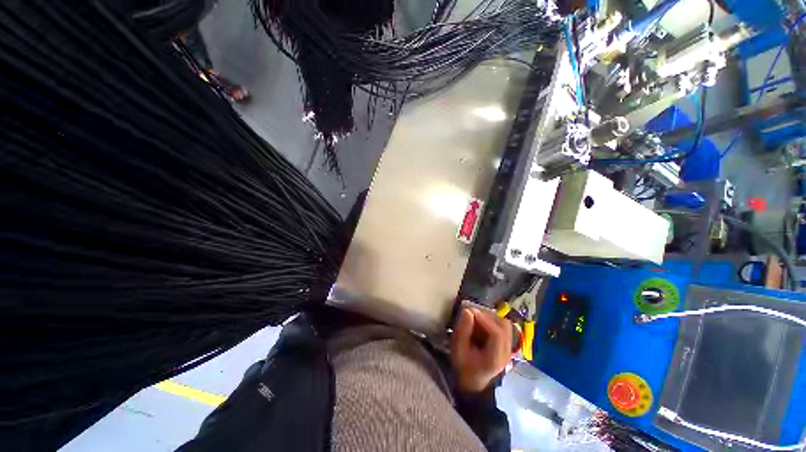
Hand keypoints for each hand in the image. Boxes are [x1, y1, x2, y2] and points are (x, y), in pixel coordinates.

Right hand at [450, 307, 512, 392]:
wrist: (473, 382)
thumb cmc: (463, 366)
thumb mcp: (458, 349)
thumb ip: (462, 330)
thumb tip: (467, 311)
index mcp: (495, 357)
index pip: (497, 334)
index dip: (485, 319)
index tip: (471, 311)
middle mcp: (506, 352)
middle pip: (504, 326)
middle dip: (488, 316)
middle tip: (472, 314)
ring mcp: (508, 348)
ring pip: (505, 324)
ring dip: (490, 318)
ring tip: (476, 319)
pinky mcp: (506, 344)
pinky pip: (502, 327)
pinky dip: (492, 322)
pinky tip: (481, 325)